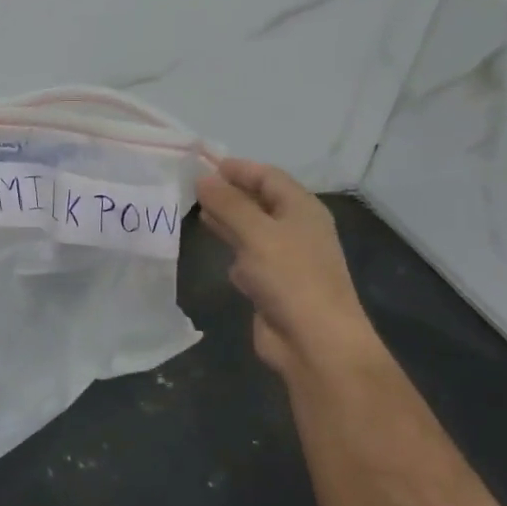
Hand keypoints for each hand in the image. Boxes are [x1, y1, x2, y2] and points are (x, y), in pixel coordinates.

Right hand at [196, 158, 378, 376]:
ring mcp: (285, 258)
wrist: (314, 341)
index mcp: (302, 209)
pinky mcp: (273, 284)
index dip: (239, 169)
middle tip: (192, 187)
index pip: (269, 176)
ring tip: (196, 210)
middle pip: (260, 201)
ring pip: (252, 229)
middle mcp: (296, 229)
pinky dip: (232, 248)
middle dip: (229, 193)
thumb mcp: (256, 233)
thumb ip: (228, 204)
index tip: (204, 165)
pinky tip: (214, 248)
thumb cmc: (290, 277)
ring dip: (227, 220)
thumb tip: (202, 179)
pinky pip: (248, 257)